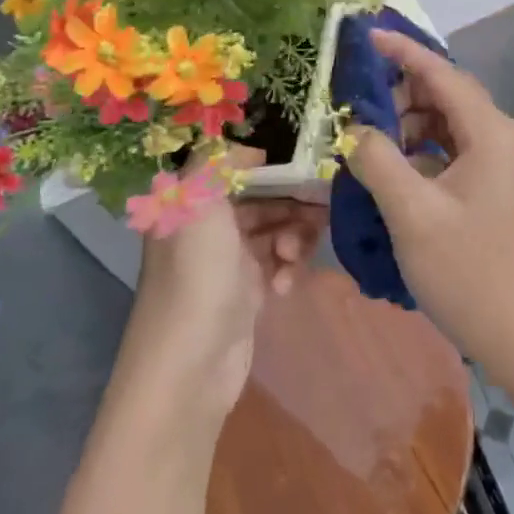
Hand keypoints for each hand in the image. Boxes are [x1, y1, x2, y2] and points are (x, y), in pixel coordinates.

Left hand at [124, 146, 326, 421]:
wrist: (191, 364)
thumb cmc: (197, 273)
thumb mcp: (198, 200)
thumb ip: (219, 161)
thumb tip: (251, 150)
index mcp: (191, 202)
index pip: (234, 168)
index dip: (267, 163)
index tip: (304, 162)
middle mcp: (209, 227)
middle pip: (261, 198)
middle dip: (291, 201)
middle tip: (321, 206)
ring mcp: (229, 261)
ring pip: (275, 230)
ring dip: (293, 236)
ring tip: (294, 254)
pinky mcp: (248, 292)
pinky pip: (279, 265)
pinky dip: (287, 269)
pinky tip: (285, 285)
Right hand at [346, 33, 513, 379]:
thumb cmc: (472, 273)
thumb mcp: (413, 214)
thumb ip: (378, 161)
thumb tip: (356, 130)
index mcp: (490, 132)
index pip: (442, 73)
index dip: (402, 52)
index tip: (366, 36)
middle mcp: (502, 138)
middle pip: (447, 96)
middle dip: (401, 93)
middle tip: (356, 109)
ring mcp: (504, 166)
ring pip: (449, 126)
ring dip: (410, 125)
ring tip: (369, 143)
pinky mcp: (498, 191)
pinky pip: (455, 153)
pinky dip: (423, 153)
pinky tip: (395, 173)